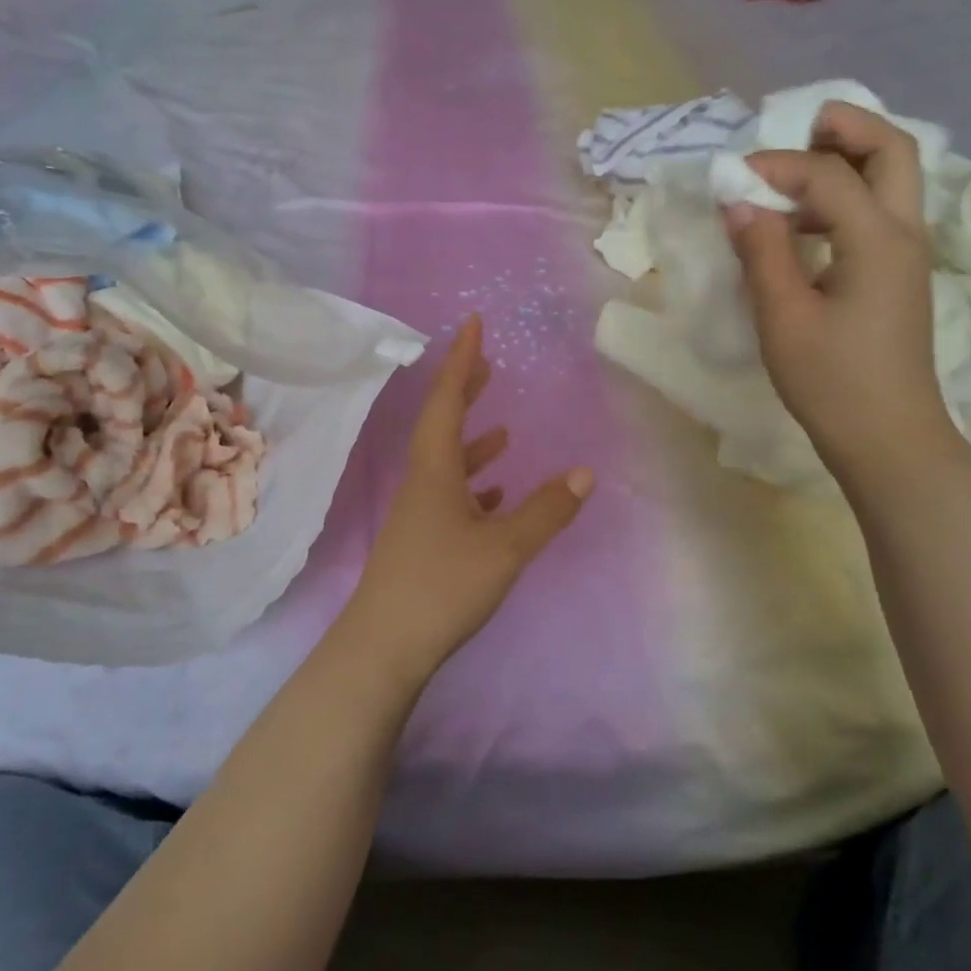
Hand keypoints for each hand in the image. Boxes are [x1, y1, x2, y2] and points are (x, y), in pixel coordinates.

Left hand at [342, 315, 593, 681]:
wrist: (384, 647)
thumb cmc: (442, 585)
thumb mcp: (505, 547)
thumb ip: (547, 510)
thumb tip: (586, 472)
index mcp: (435, 470)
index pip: (447, 400)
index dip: (462, 360)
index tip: (473, 324)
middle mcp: (422, 483)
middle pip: (442, 424)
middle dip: (465, 392)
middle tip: (488, 366)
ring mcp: (418, 514)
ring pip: (448, 464)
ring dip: (473, 442)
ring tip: (501, 431)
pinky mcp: (422, 542)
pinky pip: (451, 498)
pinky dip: (474, 487)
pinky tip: (494, 497)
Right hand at [722, 101, 953, 476]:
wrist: (887, 437)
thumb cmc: (832, 382)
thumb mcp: (784, 318)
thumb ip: (762, 252)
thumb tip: (738, 201)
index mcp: (877, 241)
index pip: (827, 175)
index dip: (775, 166)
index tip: (730, 180)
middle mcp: (905, 233)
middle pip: (891, 149)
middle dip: (844, 127)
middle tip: (793, 127)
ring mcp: (908, 254)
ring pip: (893, 177)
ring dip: (846, 158)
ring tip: (791, 169)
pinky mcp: (897, 274)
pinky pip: (879, 210)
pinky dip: (845, 195)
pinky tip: (804, 221)